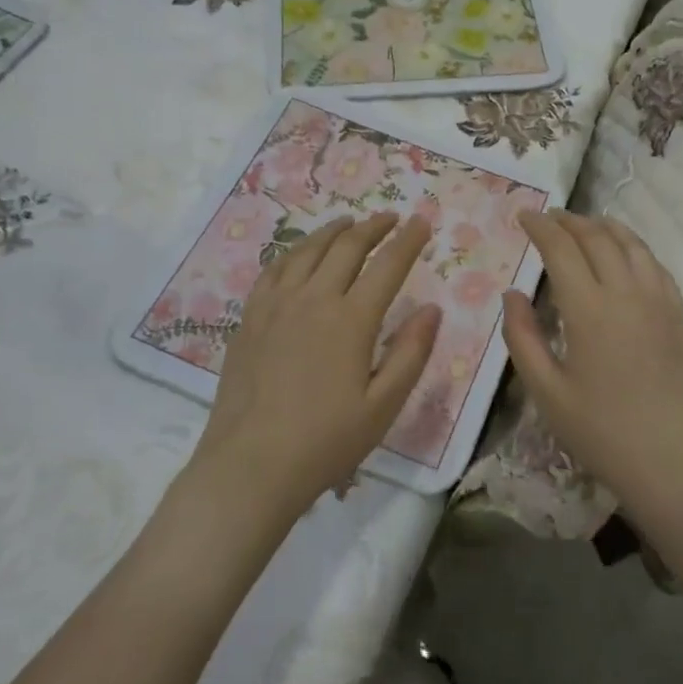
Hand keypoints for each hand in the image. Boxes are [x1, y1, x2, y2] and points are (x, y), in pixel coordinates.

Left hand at [193, 213, 441, 515]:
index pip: (387, 265)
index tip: (422, 222)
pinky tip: (301, 253)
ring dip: (334, 232)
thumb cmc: (326, 441)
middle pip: (347, 247)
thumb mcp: (383, 405)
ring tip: (349, 223)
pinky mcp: (250, 317)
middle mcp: (314, 299)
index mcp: (351, 320)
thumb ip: (411, 353)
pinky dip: (295, 251)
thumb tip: (431, 309)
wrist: (252, 464)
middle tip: (391, 218)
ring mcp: (276, 305)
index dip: (408, 240)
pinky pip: (274, 269)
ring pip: (308, 250)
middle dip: (374, 227)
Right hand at [502, 211, 682, 512]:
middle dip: (569, 221)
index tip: (524, 215)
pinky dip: (634, 247)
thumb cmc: (601, 432)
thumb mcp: (546, 391)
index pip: (561, 248)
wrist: (673, 462)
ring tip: (584, 226)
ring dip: (603, 227)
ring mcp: (659, 301)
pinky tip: (625, 254)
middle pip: (597, 237)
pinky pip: (655, 265)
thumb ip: (523, 337)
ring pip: (631, 244)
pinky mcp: (679, 315)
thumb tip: (512, 294)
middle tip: (549, 218)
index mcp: (589, 309)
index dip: (540, 226)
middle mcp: (627, 293)